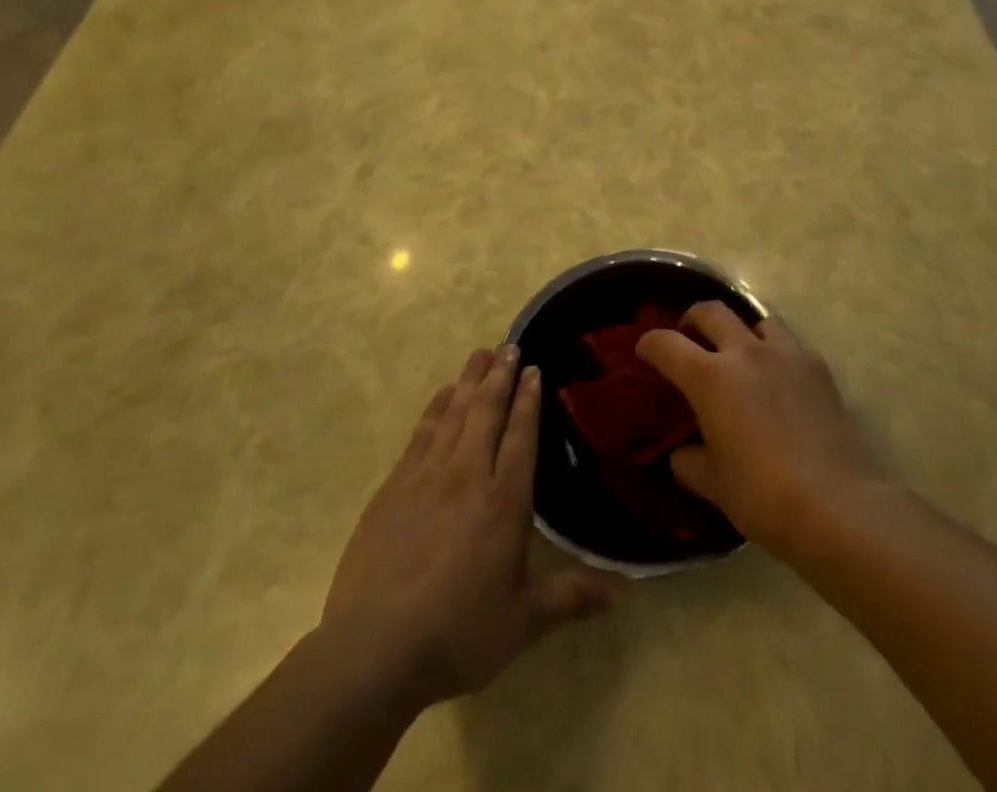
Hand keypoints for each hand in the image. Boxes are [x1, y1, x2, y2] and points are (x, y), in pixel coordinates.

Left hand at [322, 345, 619, 706]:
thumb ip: (570, 597)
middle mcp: (467, 476)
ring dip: (469, 381)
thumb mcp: (522, 622)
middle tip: (509, 345)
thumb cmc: (457, 633)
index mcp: (504, 502)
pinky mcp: (393, 487)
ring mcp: (426, 477)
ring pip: (453, 414)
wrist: (373, 650)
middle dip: (500, 376)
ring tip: (480, 354)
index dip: (529, 400)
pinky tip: (441, 394)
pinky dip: (434, 407)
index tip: (534, 369)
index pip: (521, 436)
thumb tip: (623, 592)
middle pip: (486, 412)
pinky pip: (421, 433)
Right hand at [636, 304, 888, 556]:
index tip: (643, 351)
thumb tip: (682, 452)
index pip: (666, 344)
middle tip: (688, 339)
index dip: (649, 344)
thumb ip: (688, 461)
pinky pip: (790, 345)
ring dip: (740, 331)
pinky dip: (776, 353)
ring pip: (756, 319)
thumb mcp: (713, 484)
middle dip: (692, 319)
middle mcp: (745, 352)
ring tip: (739, 355)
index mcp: (710, 377)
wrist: (838, 505)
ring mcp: (786, 355)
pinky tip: (779, 381)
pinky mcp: (818, 368)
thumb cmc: (763, 495)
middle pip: (711, 311)